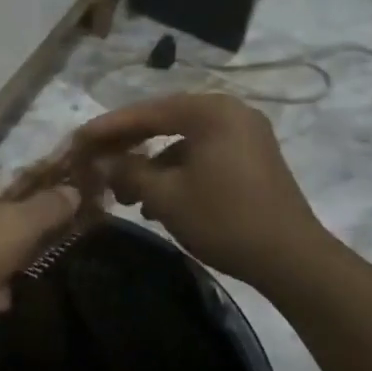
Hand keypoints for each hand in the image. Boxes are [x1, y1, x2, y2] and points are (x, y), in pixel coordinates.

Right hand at [62, 93, 327, 286]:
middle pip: (165, 121)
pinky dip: (177, 171)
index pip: (147, 112)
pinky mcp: (252, 157)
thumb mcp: (166, 196)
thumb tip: (100, 160)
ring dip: (151, 164)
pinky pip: (202, 153)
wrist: (293, 260)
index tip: (78, 140)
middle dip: (128, 146)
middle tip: (96, 161)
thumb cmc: (225, 219)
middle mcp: (230, 111)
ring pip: (183, 140)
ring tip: (124, 193)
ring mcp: (245, 134)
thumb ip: (128, 170)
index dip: (108, 128)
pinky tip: (157, 201)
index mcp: (211, 111)